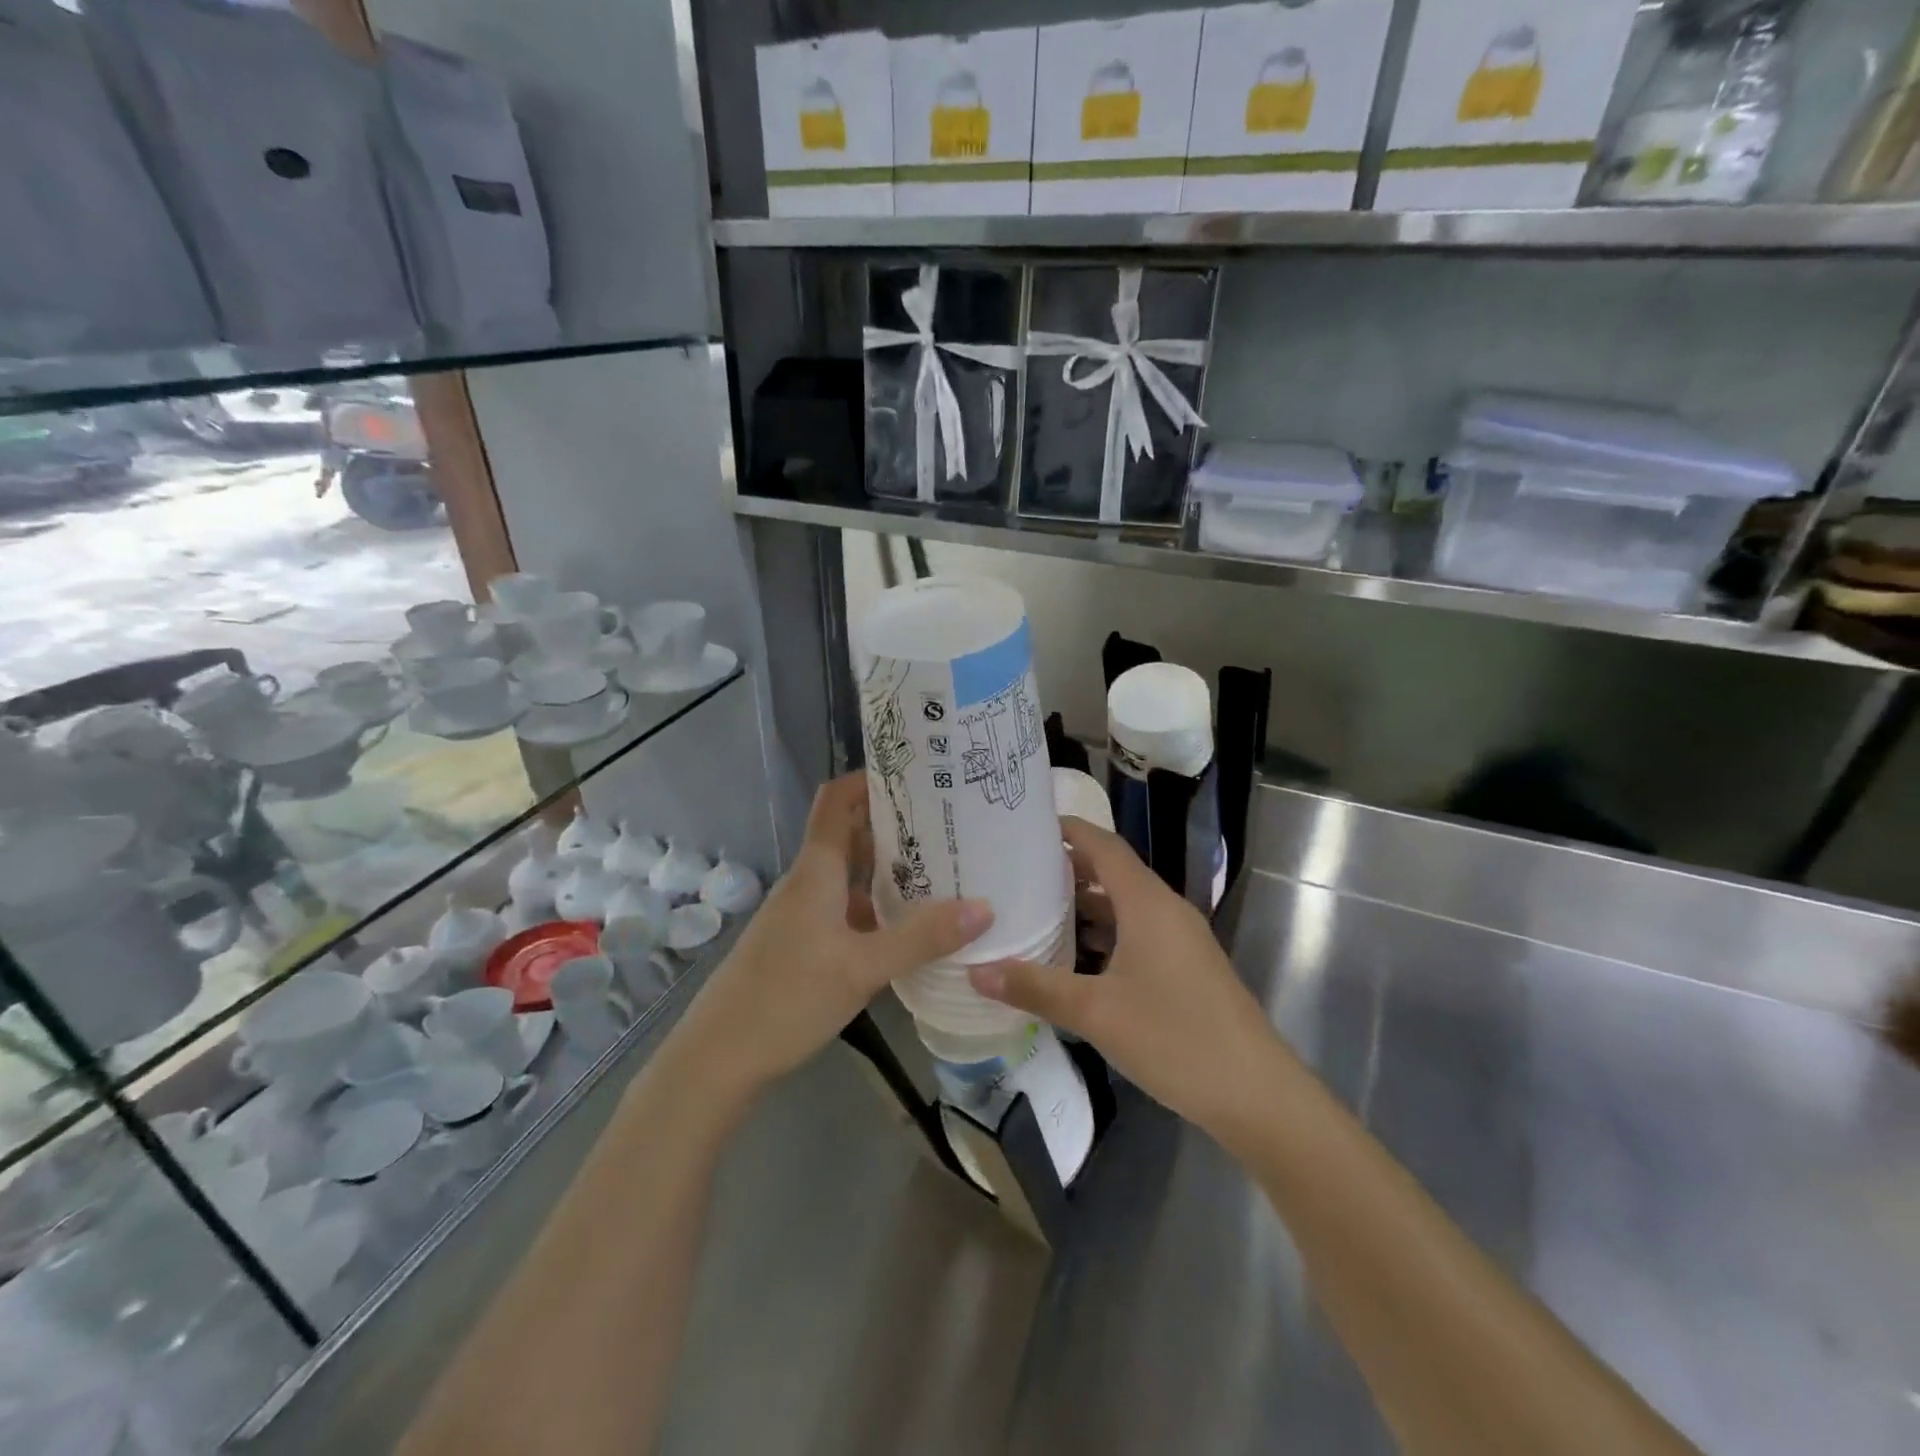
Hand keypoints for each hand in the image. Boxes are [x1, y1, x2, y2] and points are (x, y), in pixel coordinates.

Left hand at [674, 774, 991, 1106]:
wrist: (718, 1057)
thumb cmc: (787, 999)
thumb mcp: (862, 969)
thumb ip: (921, 938)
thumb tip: (984, 907)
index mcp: (816, 871)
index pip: (836, 800)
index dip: (869, 778)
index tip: (916, 774)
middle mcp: (808, 882)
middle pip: (850, 834)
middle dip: (895, 824)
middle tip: (948, 823)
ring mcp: (803, 914)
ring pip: (850, 875)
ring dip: (889, 868)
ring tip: (942, 869)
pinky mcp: (803, 943)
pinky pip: (846, 908)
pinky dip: (877, 906)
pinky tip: (909, 926)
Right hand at [968, 818, 1283, 1142]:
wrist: (1257, 1095)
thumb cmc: (1176, 1039)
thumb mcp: (1097, 1013)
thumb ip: (1036, 988)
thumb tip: (975, 971)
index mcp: (1147, 903)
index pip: (1103, 845)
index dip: (1067, 830)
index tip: (1025, 825)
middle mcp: (1165, 910)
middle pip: (1111, 872)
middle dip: (1066, 868)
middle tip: (1016, 871)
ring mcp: (1179, 940)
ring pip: (1124, 906)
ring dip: (1084, 905)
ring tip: (1034, 910)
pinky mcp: (1185, 967)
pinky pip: (1136, 933)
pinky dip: (1103, 934)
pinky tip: (1073, 958)